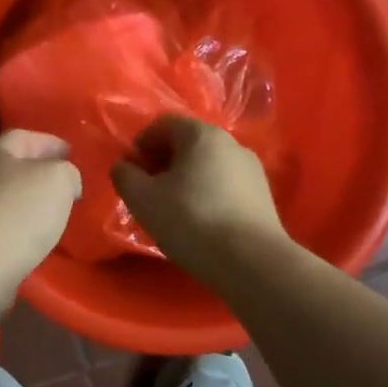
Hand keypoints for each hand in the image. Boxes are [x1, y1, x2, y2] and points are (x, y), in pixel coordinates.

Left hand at [0, 130, 82, 284]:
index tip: (72, 153)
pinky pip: (3, 225)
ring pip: (7, 197)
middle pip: (13, 167)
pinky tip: (37, 238)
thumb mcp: (58, 180)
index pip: (24, 137)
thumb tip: (66, 181)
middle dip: (40, 173)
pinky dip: (21, 227)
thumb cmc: (20, 212)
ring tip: (56, 212)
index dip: (49, 142)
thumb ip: (67, 172)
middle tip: (66, 184)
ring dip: (30, 202)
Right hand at [111, 116, 288, 279]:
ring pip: (208, 166)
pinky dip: (207, 195)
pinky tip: (199, 222)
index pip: (164, 124)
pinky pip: (225, 186)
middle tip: (148, 191)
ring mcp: (252, 170)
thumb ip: (125, 176)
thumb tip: (123, 166)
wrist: (252, 262)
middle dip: (163, 162)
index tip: (131, 171)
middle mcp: (232, 144)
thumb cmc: (191, 220)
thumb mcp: (142, 199)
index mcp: (202, 134)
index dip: (141, 143)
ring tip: (172, 210)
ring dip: (185, 180)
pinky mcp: (263, 197)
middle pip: (188, 144)